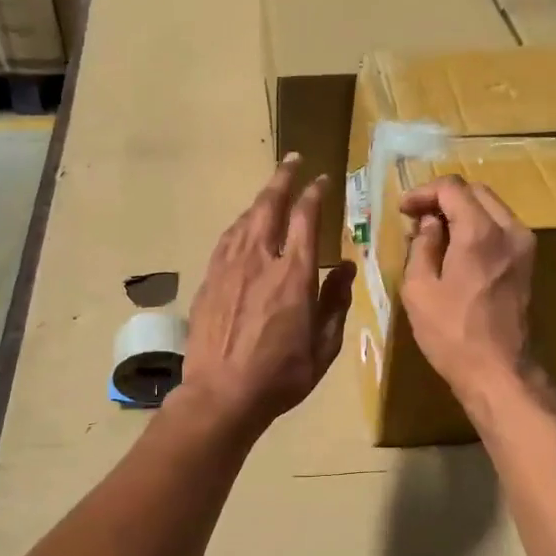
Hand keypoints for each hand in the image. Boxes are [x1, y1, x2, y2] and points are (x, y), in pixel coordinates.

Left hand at [181, 154, 354, 437]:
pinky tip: (243, 226)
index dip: (314, 193)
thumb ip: (336, 302)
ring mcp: (229, 268)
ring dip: (260, 200)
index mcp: (294, 275)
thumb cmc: (281, 376)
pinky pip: (226, 241)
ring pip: (245, 220)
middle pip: (269, 206)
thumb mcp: (324, 346)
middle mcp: (260, 261)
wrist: (221, 395)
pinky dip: (239, 226)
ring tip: (270, 190)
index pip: (305, 218)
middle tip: (292, 161)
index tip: (321, 180)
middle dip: (283, 179)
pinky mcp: (208, 281)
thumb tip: (346, 268)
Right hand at [398, 176, 538, 409]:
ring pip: (491, 208)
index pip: (452, 188)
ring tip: (433, 234)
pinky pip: (500, 229)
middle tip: (416, 218)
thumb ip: (422, 246)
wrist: (498, 371)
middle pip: (476, 192)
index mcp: (480, 232)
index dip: (423, 192)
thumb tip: (429, 225)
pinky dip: (476, 227)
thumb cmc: (451, 333)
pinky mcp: (527, 264)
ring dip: (461, 212)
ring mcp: (524, 247)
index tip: (402, 210)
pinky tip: (455, 249)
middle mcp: (509, 230)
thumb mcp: (419, 288)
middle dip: (443, 198)